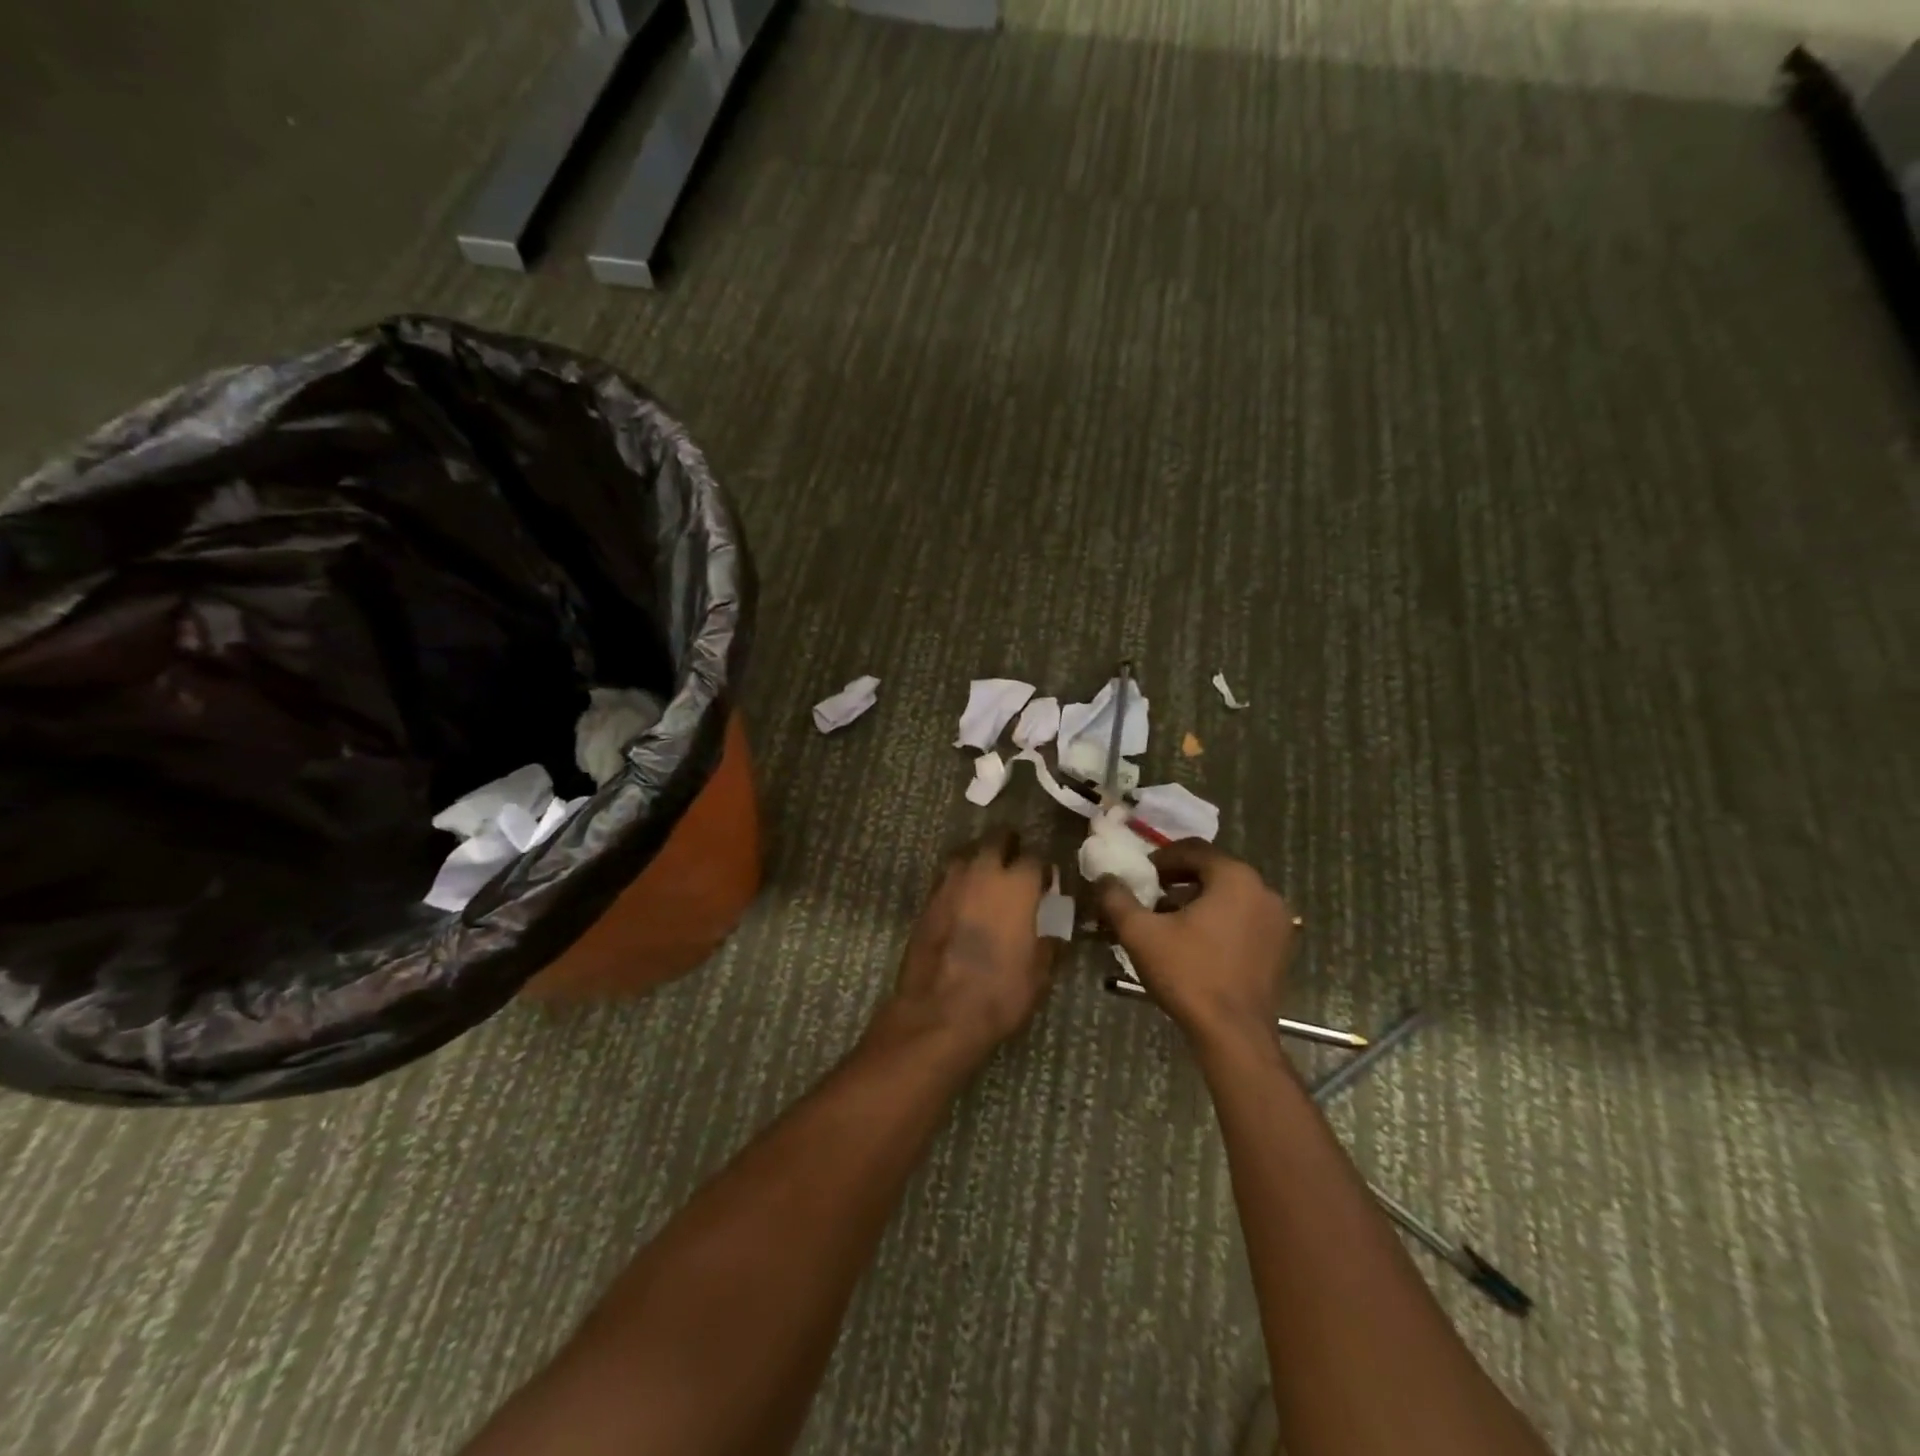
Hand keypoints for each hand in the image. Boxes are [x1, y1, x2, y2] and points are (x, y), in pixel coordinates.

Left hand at [881, 831, 1057, 1064]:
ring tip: (988, 878)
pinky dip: (958, 881)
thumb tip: (1052, 934)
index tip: (1046, 882)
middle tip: (1016, 865)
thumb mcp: (1039, 974)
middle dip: (1009, 846)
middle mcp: (983, 872)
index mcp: (1017, 884)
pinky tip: (963, 899)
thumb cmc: (999, 992)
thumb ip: (1048, 944)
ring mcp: (950, 882)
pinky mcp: (927, 899)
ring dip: (979, 859)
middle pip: (997, 839)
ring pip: (967, 853)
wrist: (939, 1011)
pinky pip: (947, 877)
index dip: (1042, 869)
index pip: (1035, 858)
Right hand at [1095, 841, 1297, 1044]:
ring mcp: (1278, 921)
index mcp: (1235, 878)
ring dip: (1198, 901)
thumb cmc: (1189, 975)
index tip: (1141, 875)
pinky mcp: (1281, 947)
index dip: (1162, 858)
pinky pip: (1244, 919)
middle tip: (1150, 897)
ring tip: (1169, 923)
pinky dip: (1220, 920)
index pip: (1193, 849)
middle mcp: (1263, 891)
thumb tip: (1105, 878)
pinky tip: (1196, 944)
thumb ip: (1117, 899)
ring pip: (1230, 896)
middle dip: (1178, 880)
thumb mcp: (1141, 934)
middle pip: (1213, 871)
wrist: (1234, 1035)